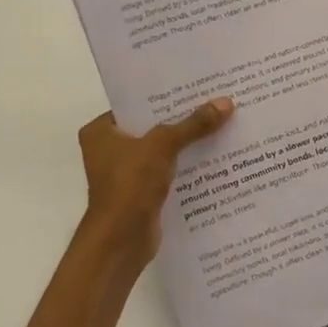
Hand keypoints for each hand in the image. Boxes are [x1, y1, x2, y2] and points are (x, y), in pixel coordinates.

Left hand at [75, 98, 234, 278]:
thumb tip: (226, 102)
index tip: (194, 85)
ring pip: (162, 150)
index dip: (164, 95)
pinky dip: (186, 166)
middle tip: (214, 100)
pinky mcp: (142, 193)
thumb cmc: (130, 184)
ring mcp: (126, 173)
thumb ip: (193, 124)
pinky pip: (169, 171)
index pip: (136, 104)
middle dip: (181, 118)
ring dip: (187, 143)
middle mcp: (109, 150)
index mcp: (100, 131)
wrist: (121, 241)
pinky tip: (215, 156)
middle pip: (152, 126)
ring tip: (221, 124)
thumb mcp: (163, 145)